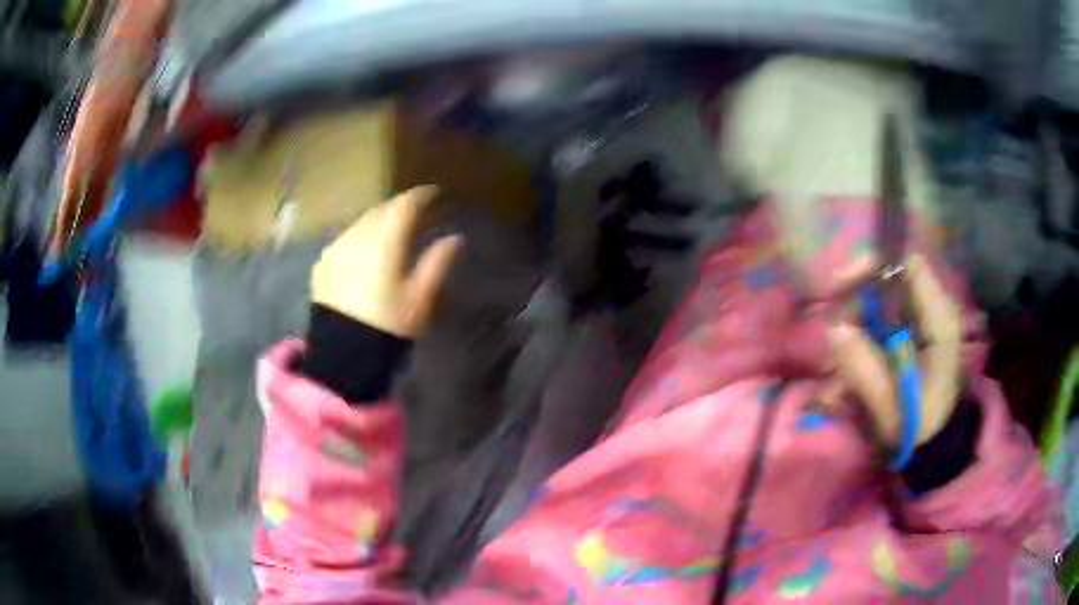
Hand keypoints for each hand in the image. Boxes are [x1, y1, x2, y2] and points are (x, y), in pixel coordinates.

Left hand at [311, 187, 462, 338]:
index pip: (404, 205)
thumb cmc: (388, 325)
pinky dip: (359, 238)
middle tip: (415, 213)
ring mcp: (336, 248)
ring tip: (390, 231)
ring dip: (378, 221)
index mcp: (384, 241)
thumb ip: (437, 262)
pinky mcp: (322, 263)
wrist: (343, 353)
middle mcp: (357, 236)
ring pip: (361, 222)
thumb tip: (454, 238)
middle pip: (381, 209)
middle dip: (398, 207)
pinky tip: (365, 252)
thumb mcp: (420, 297)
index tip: (434, 193)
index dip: (421, 196)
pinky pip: (345, 239)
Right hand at [825, 255, 961, 445]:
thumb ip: (865, 370)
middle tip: (831, 332)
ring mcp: (920, 318)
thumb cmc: (919, 427)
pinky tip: (844, 375)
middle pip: (888, 280)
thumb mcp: (890, 408)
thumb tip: (834, 329)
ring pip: (877, 300)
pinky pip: (877, 318)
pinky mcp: (909, 329)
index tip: (839, 288)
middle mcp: (931, 309)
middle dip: (854, 302)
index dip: (873, 266)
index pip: (909, 266)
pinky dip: (858, 340)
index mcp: (939, 322)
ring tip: (834, 372)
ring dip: (852, 327)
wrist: (934, 440)